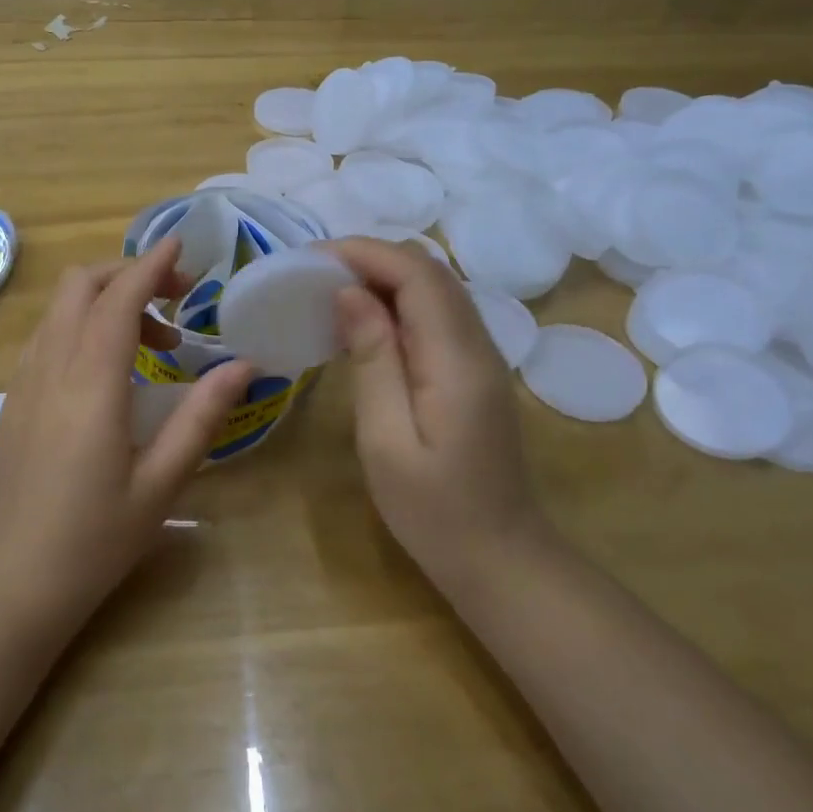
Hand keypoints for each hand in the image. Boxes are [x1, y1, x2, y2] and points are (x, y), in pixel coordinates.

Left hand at [0, 237, 253, 634]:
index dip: (151, 264)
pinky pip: (47, 337)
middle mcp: (50, 368)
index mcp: (90, 383)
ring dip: (105, 300)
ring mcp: (23, 383)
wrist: (7, 587)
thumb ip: (202, 417)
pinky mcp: (12, 401)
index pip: (118, 297)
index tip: (182, 246)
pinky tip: (110, 370)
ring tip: (154, 343)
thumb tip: (245, 366)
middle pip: (81, 285)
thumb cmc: (92, 541)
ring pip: (60, 308)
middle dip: (129, 273)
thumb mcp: (160, 484)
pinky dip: (82, 325)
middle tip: (177, 301)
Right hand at [327, 238, 541, 590]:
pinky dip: (398, 301)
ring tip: (329, 288)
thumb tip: (349, 293)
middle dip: (371, 257)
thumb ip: (373, 360)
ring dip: (384, 276)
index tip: (311, 258)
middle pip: (430, 272)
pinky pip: (436, 314)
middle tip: (313, 272)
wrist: (501, 558)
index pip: (418, 275)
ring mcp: (481, 356)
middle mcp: (478, 345)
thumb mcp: (387, 440)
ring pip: (436, 289)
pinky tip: (364, 321)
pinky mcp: (474, 371)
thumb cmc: (435, 511)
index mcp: (457, 359)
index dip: (366, 253)